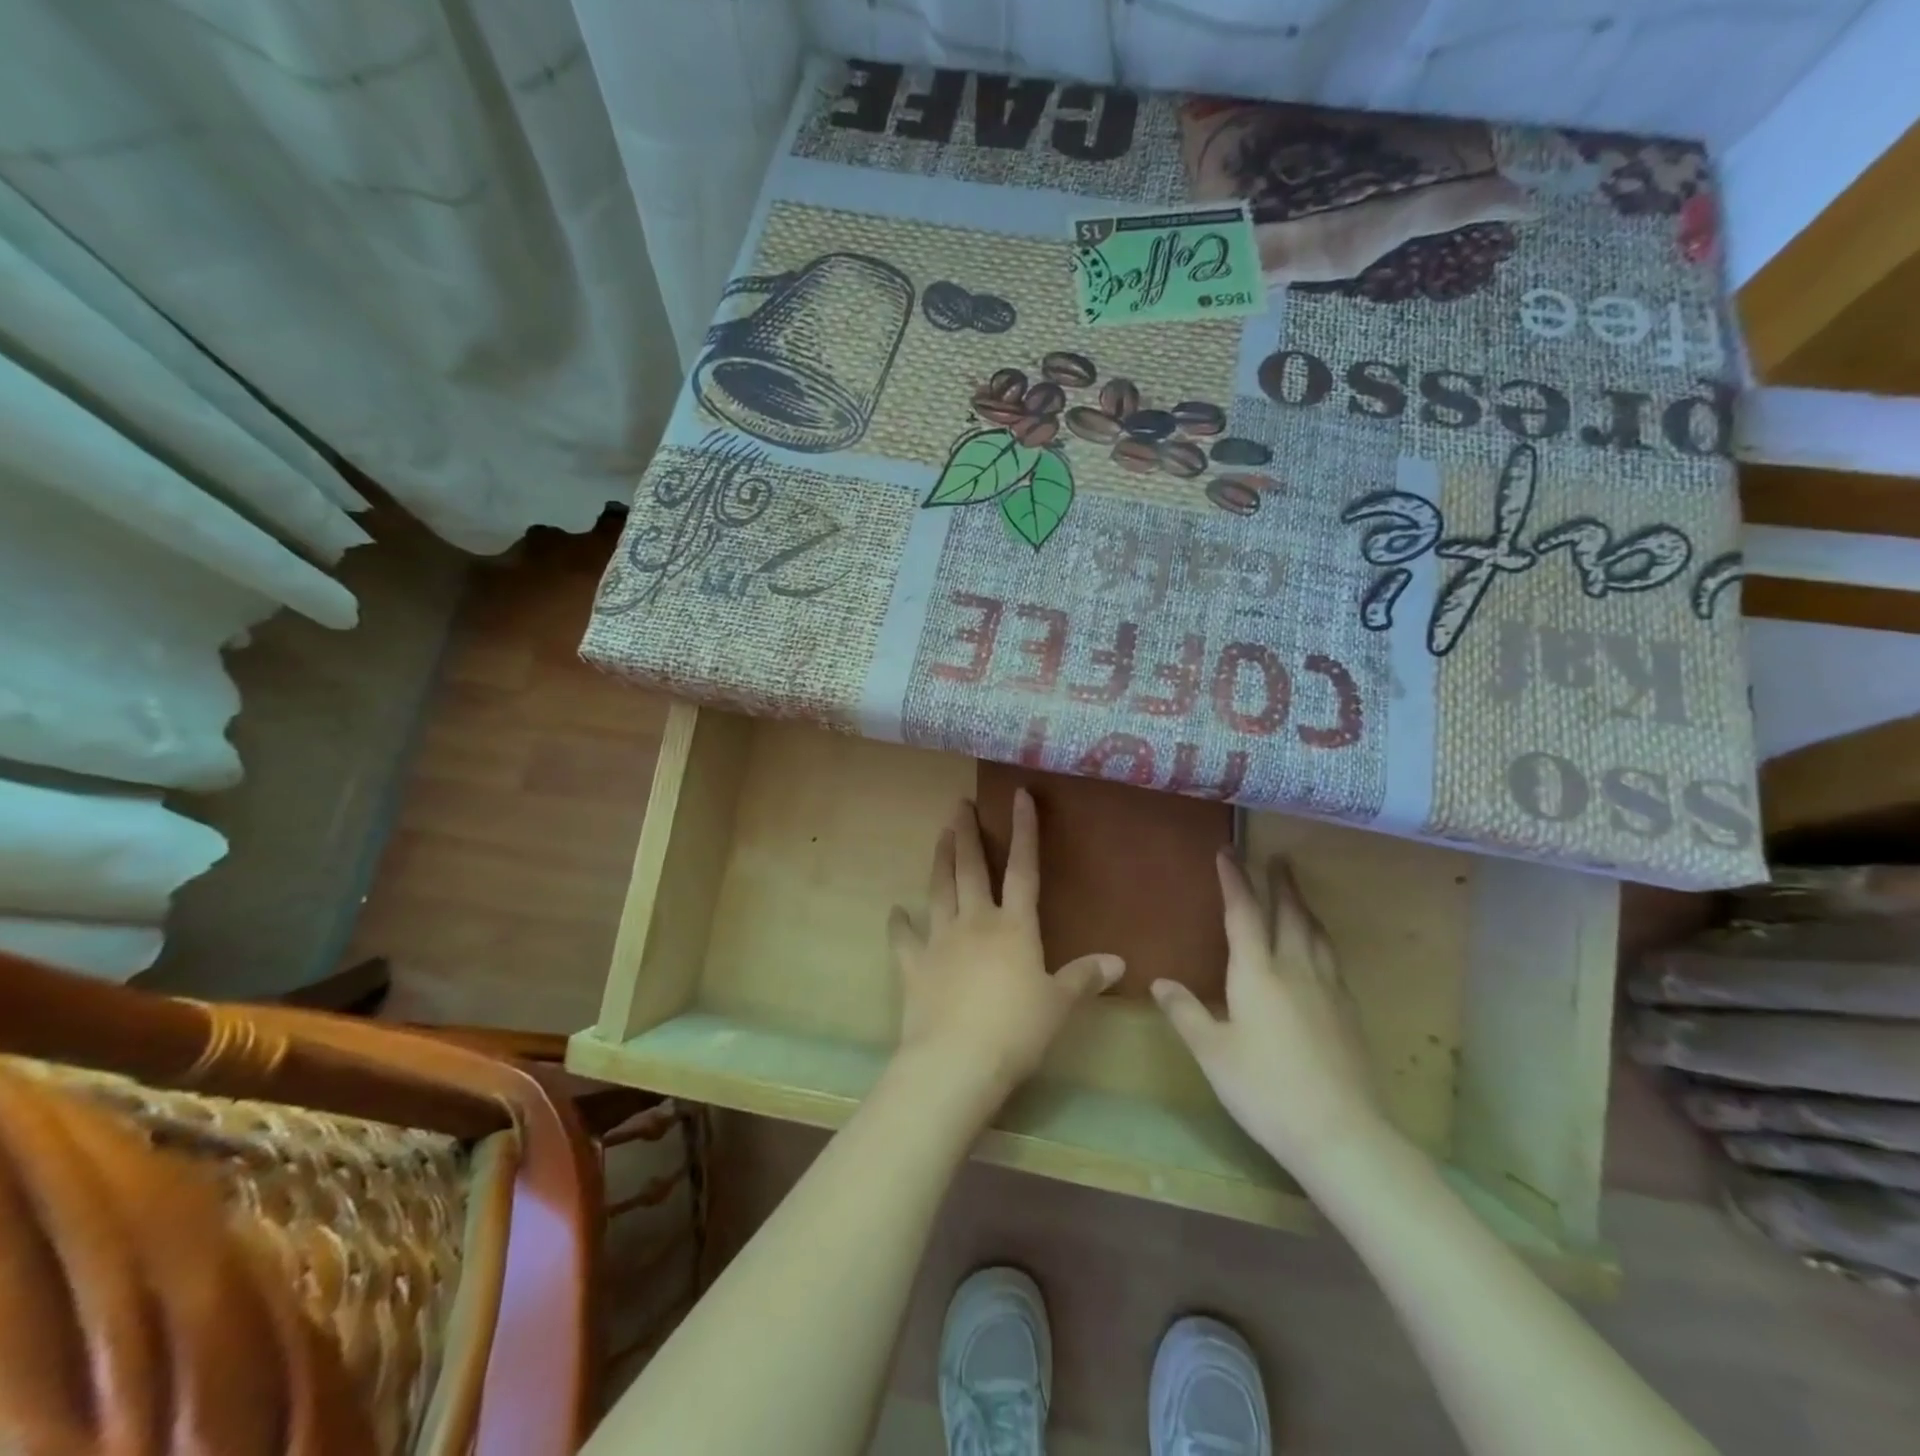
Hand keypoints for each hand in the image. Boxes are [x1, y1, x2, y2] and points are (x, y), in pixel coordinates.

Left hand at [888, 791, 1122, 1103]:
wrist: (956, 1060)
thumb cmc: (1016, 1030)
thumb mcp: (1059, 1005)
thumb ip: (1085, 978)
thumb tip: (1118, 961)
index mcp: (1014, 926)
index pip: (1023, 868)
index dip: (1024, 831)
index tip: (1019, 796)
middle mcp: (975, 922)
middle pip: (971, 869)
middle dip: (966, 834)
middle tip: (959, 804)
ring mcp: (940, 941)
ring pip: (938, 890)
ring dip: (939, 861)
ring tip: (940, 836)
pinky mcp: (914, 966)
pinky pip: (904, 938)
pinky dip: (899, 924)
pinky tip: (895, 911)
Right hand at [1152, 853, 1383, 1173]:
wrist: (1341, 1132)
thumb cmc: (1264, 1088)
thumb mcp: (1212, 1052)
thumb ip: (1186, 1013)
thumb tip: (1160, 982)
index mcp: (1257, 973)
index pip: (1243, 913)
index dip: (1234, 880)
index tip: (1228, 851)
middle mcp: (1294, 969)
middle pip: (1288, 913)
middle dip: (1280, 883)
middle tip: (1277, 857)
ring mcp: (1327, 989)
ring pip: (1315, 933)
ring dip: (1304, 906)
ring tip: (1298, 892)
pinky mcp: (1348, 1011)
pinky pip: (1331, 958)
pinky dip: (1320, 938)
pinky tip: (1319, 950)